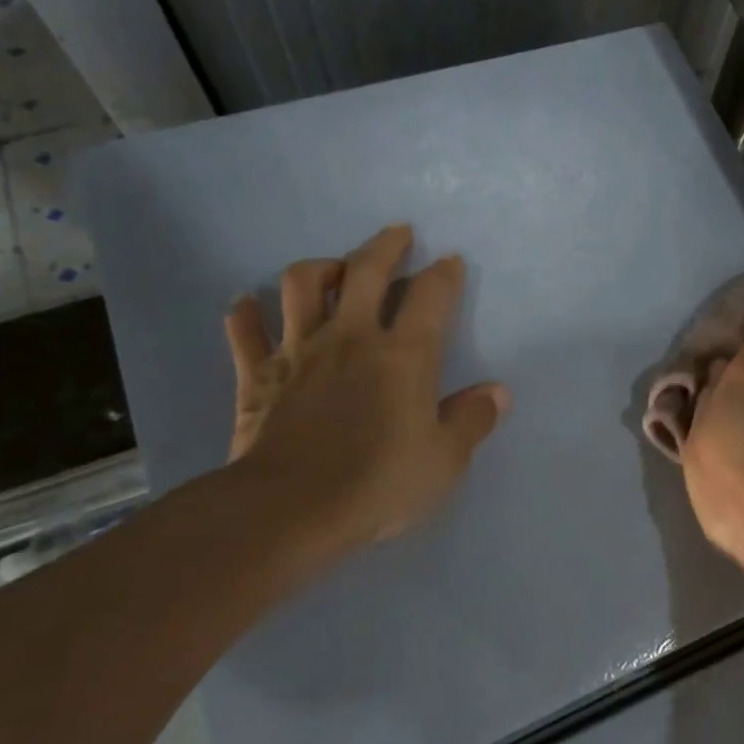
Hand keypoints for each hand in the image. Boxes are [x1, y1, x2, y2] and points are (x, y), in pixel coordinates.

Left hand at [221, 224, 508, 565]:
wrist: (289, 510)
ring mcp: (298, 350)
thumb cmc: (378, 484)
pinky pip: (245, 330)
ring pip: (301, 285)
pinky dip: (246, 313)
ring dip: (319, 268)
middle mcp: (351, 337)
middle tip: (398, 232)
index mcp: (404, 355)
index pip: (431, 296)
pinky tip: (249, 305)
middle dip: (385, 245)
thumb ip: (472, 421)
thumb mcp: (444, 461)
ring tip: (333, 270)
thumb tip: (498, 393)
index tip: (451, 260)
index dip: (444, 273)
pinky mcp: (257, 374)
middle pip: (365, 270)